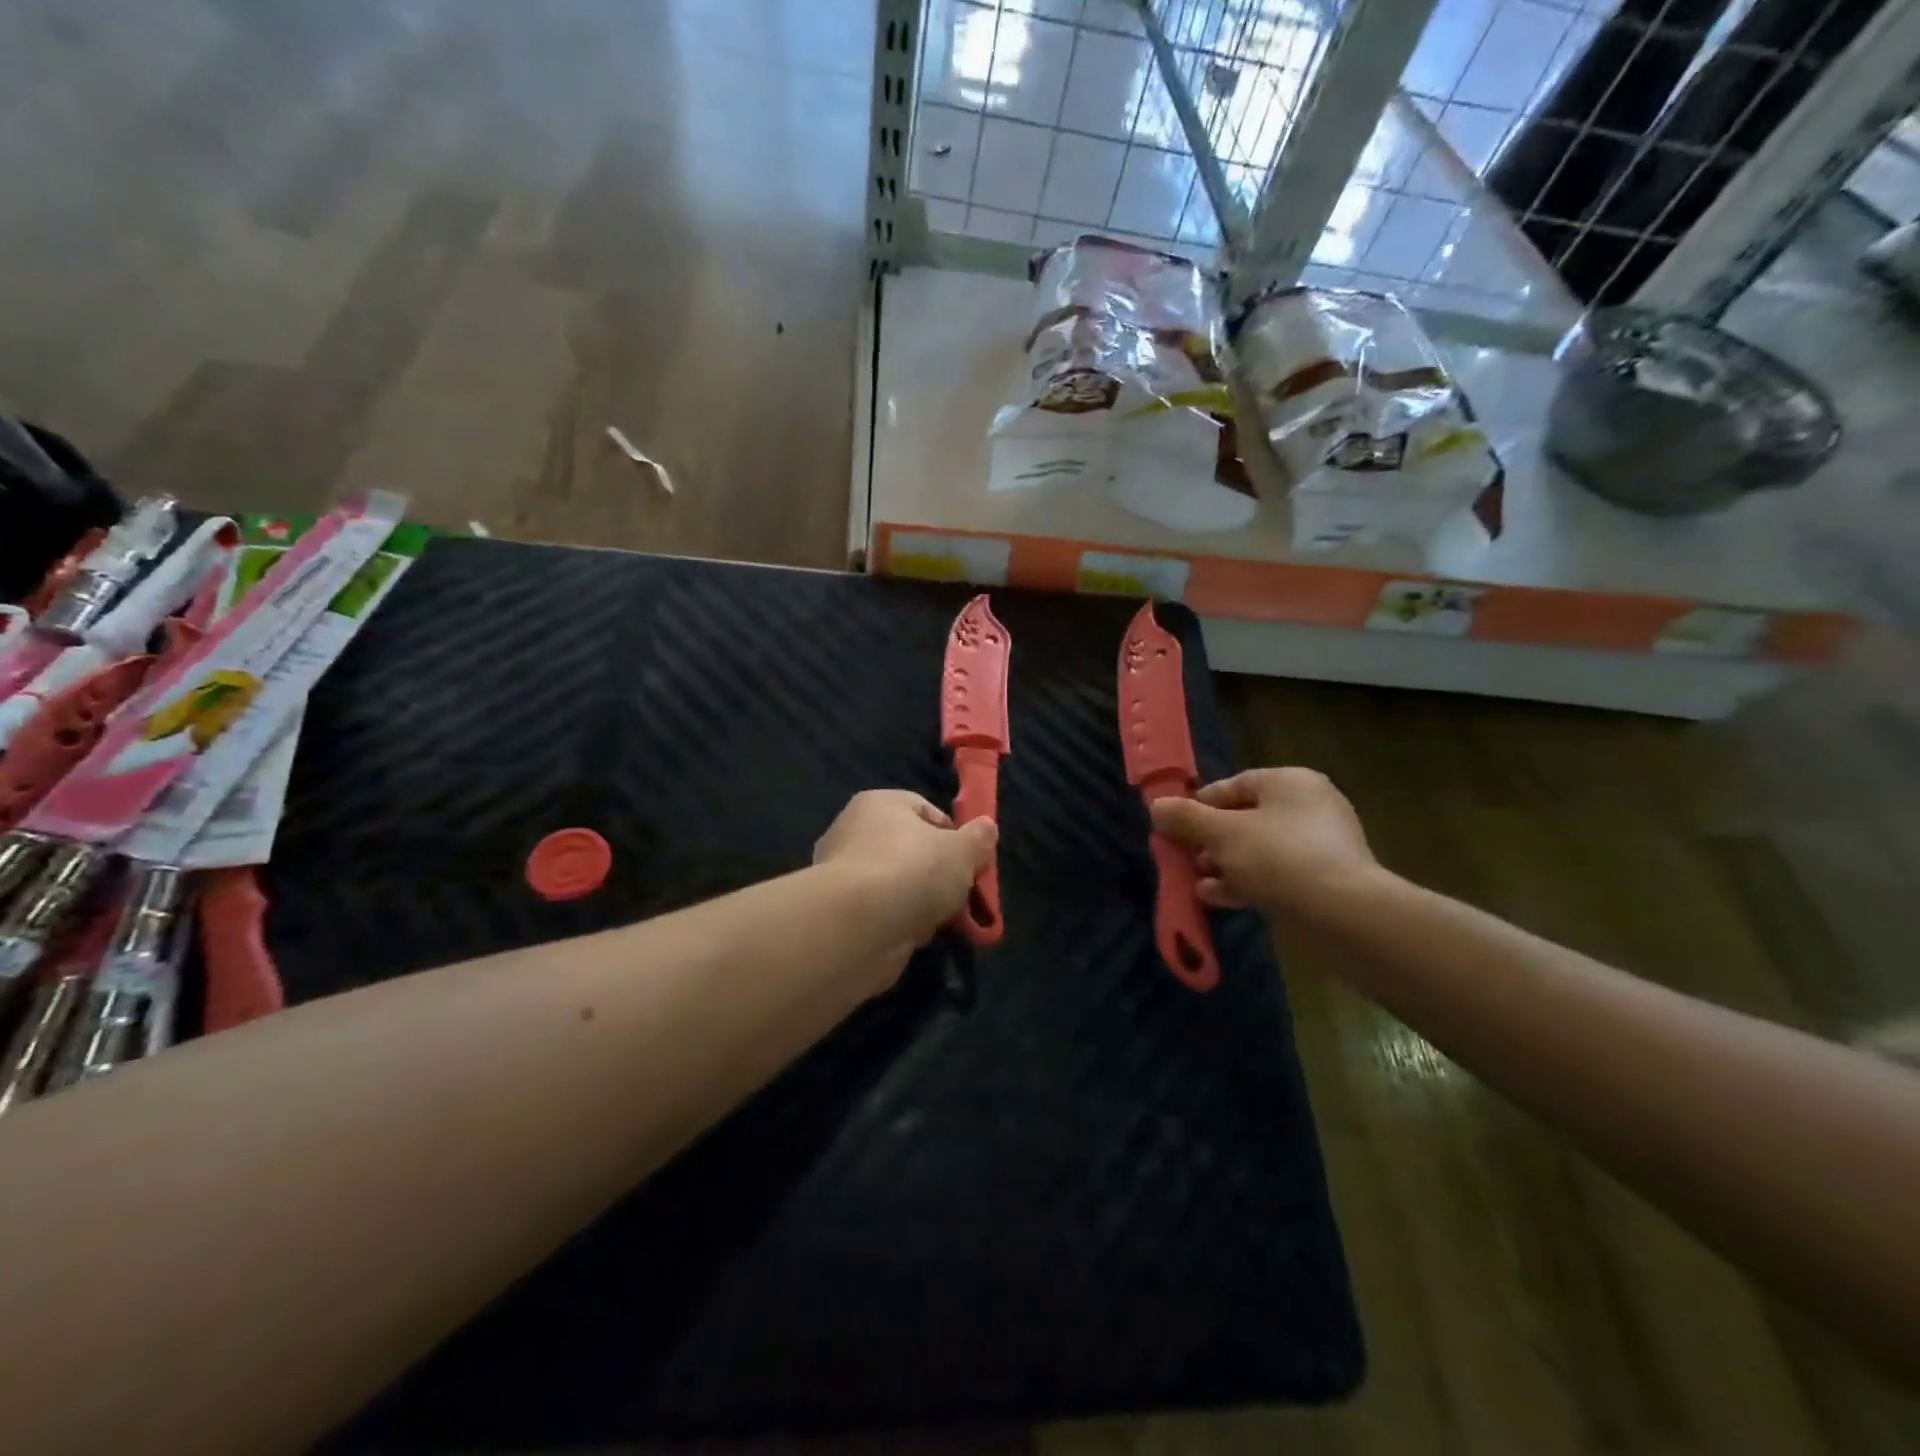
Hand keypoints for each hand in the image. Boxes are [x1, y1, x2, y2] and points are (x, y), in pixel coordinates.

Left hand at [814, 790, 997, 948]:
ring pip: (896, 884)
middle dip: (936, 874)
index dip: (953, 836)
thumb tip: (986, 828)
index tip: (970, 862)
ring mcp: (841, 872)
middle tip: (958, 895)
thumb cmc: (913, 870)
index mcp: (879, 803)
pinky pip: (880, 912)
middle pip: (910, 850)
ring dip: (918, 902)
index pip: (925, 811)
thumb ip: (979, 838)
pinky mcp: (837, 911)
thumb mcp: (963, 851)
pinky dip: (897, 923)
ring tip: (937, 920)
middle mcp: (853, 830)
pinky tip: (911, 935)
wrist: (857, 926)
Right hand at [1149, 767, 1380, 916]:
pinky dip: (1246, 881)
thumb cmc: (1277, 857)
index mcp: (1289, 782)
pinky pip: (1276, 873)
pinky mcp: (1325, 879)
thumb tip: (1156, 806)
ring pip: (1258, 849)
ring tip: (1196, 882)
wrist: (1342, 913)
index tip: (1173, 827)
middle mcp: (1309, 806)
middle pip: (1244, 818)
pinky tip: (1218, 898)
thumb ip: (1186, 818)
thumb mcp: (1221, 833)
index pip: (1232, 785)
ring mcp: (1321, 844)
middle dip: (1209, 841)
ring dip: (1224, 864)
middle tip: (1185, 859)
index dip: (1198, 806)